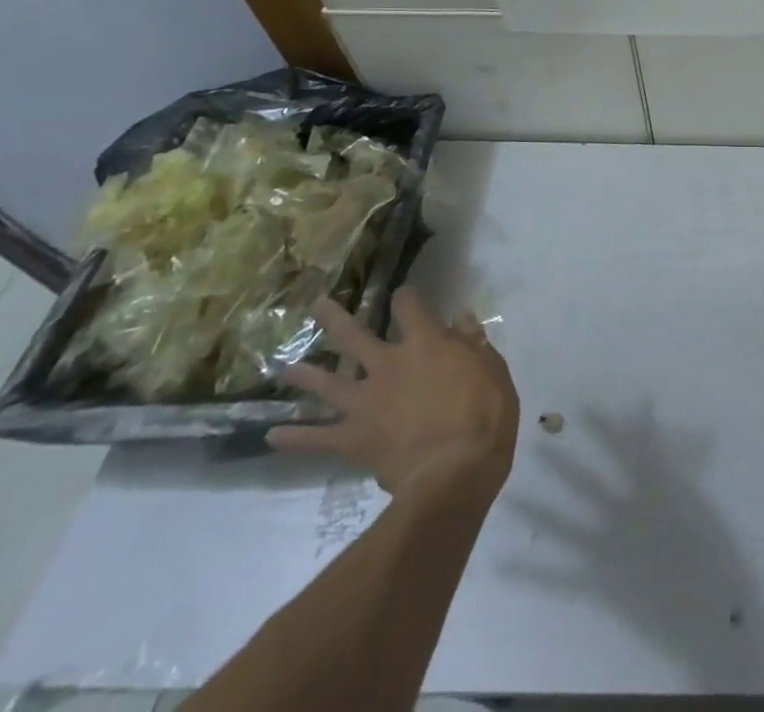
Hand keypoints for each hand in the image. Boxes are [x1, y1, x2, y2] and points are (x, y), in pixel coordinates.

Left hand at [269, 287, 519, 508]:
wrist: (454, 469)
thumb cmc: (484, 413)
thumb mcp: (492, 369)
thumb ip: (472, 343)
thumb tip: (460, 318)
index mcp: (426, 342)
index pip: (410, 307)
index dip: (406, 297)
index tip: (404, 293)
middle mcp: (389, 365)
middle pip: (355, 336)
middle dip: (335, 319)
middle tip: (317, 305)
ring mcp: (366, 402)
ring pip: (327, 383)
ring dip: (305, 375)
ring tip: (285, 367)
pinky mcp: (353, 438)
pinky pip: (316, 437)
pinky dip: (294, 437)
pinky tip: (272, 436)